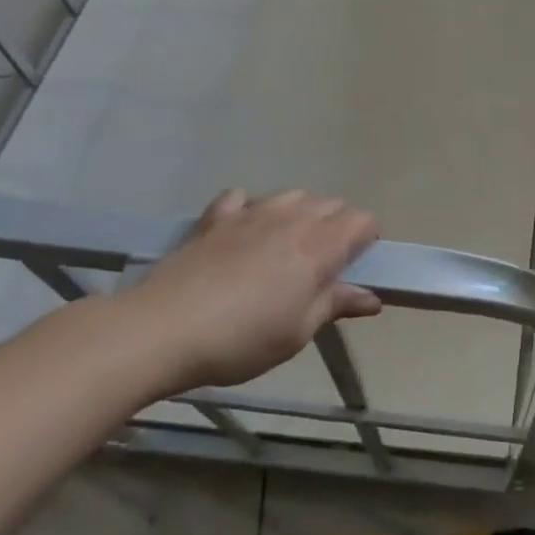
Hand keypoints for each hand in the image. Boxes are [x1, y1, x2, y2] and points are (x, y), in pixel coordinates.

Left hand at [118, 189, 380, 392]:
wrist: (162, 330)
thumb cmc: (242, 338)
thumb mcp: (298, 332)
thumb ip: (336, 305)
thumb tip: (372, 299)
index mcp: (320, 246)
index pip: (361, 220)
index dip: (366, 239)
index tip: (355, 266)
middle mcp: (292, 218)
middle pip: (331, 204)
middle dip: (337, 226)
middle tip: (322, 265)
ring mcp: (251, 213)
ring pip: (292, 195)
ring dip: (299, 213)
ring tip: (286, 247)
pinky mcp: (215, 218)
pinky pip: (242, 198)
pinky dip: (250, 208)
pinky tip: (242, 231)